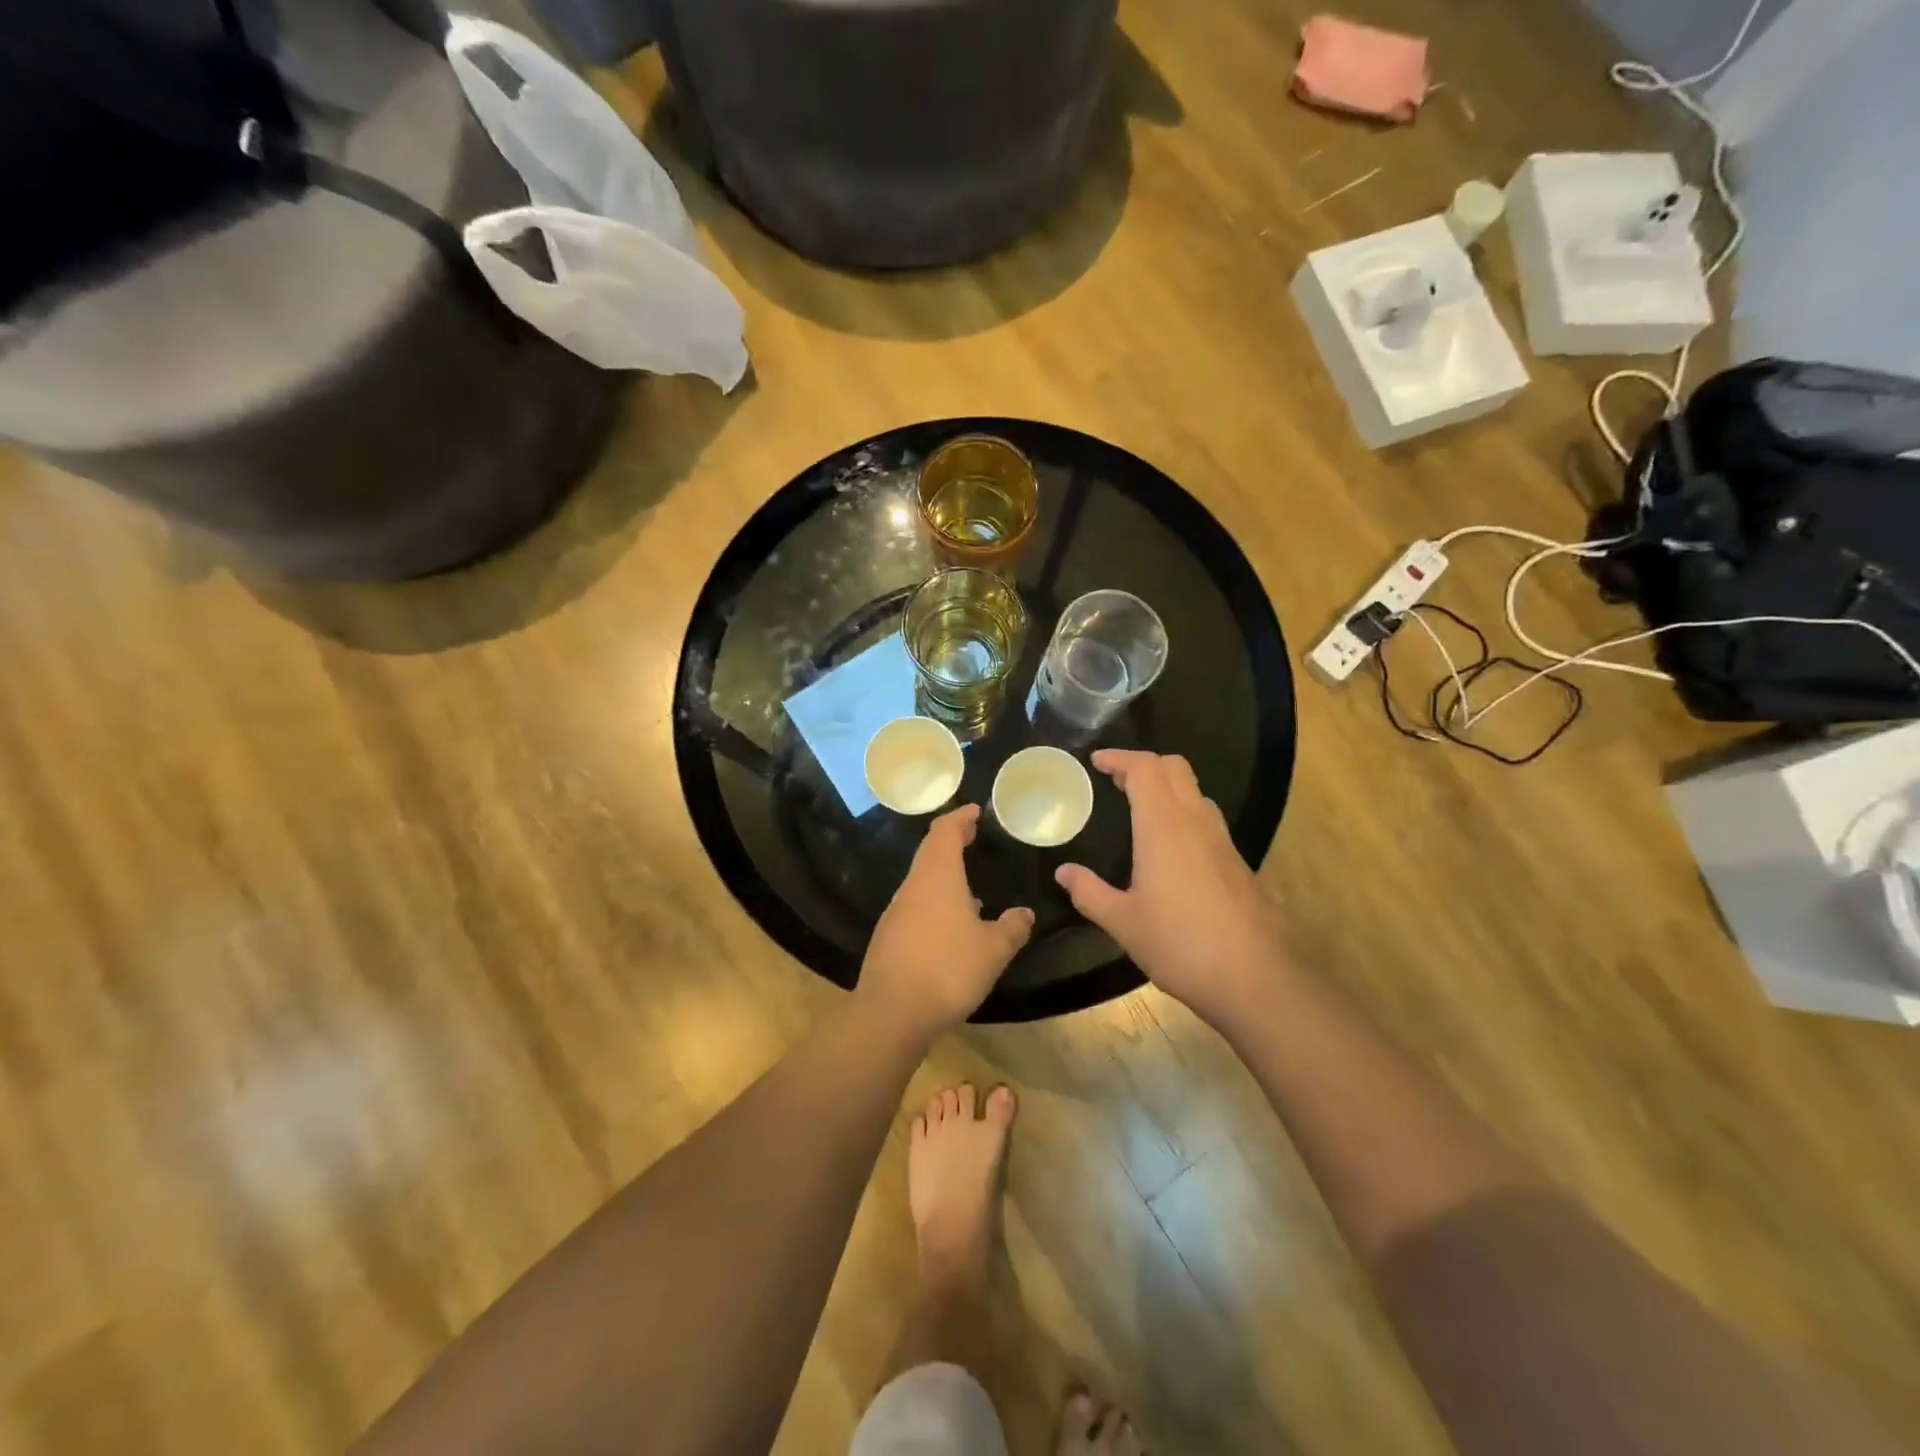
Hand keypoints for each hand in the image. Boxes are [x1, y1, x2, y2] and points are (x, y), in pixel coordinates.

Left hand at [859, 805, 1034, 1038]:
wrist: (891, 1012)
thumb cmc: (948, 970)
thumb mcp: (993, 950)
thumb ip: (1012, 928)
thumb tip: (1024, 913)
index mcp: (938, 876)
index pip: (945, 831)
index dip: (960, 817)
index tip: (975, 812)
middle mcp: (913, 886)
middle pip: (930, 851)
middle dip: (951, 840)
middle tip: (972, 837)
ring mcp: (896, 911)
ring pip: (921, 879)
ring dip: (943, 873)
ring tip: (969, 885)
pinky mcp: (888, 936)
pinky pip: (915, 905)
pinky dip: (934, 900)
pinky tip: (950, 925)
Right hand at [1055, 750, 1289, 1031]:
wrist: (1255, 977)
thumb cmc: (1180, 943)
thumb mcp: (1123, 922)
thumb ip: (1090, 892)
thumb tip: (1064, 872)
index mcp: (1163, 825)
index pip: (1144, 768)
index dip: (1119, 758)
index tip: (1096, 761)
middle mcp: (1195, 821)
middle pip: (1175, 768)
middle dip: (1144, 764)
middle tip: (1116, 781)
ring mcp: (1222, 841)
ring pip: (1195, 792)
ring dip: (1167, 787)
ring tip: (1139, 808)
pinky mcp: (1238, 862)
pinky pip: (1206, 819)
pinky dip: (1183, 813)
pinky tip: (1169, 847)